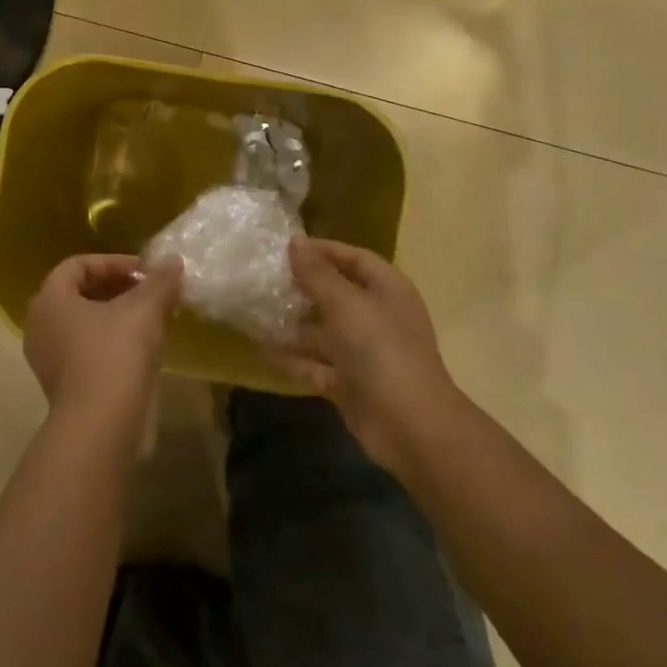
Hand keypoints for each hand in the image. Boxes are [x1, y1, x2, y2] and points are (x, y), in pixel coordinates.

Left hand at [23, 254, 181, 421]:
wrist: (99, 425)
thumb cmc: (115, 353)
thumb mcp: (145, 309)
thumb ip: (160, 281)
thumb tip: (173, 261)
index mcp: (50, 298)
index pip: (78, 264)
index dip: (114, 262)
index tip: (146, 272)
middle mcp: (39, 323)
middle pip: (78, 292)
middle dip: (116, 288)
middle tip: (149, 293)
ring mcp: (45, 357)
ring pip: (82, 322)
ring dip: (115, 315)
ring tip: (149, 320)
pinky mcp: (59, 384)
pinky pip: (82, 348)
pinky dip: (108, 340)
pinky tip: (138, 349)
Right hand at [273, 237, 461, 475]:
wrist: (410, 425)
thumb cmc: (381, 350)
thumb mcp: (345, 304)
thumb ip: (317, 274)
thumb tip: (295, 240)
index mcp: (387, 290)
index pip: (354, 258)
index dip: (323, 250)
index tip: (286, 248)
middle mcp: (377, 317)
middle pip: (337, 294)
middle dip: (303, 288)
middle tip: (264, 279)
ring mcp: (365, 352)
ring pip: (324, 331)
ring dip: (294, 324)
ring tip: (256, 313)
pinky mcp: (351, 383)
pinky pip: (318, 364)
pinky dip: (295, 358)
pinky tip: (263, 349)